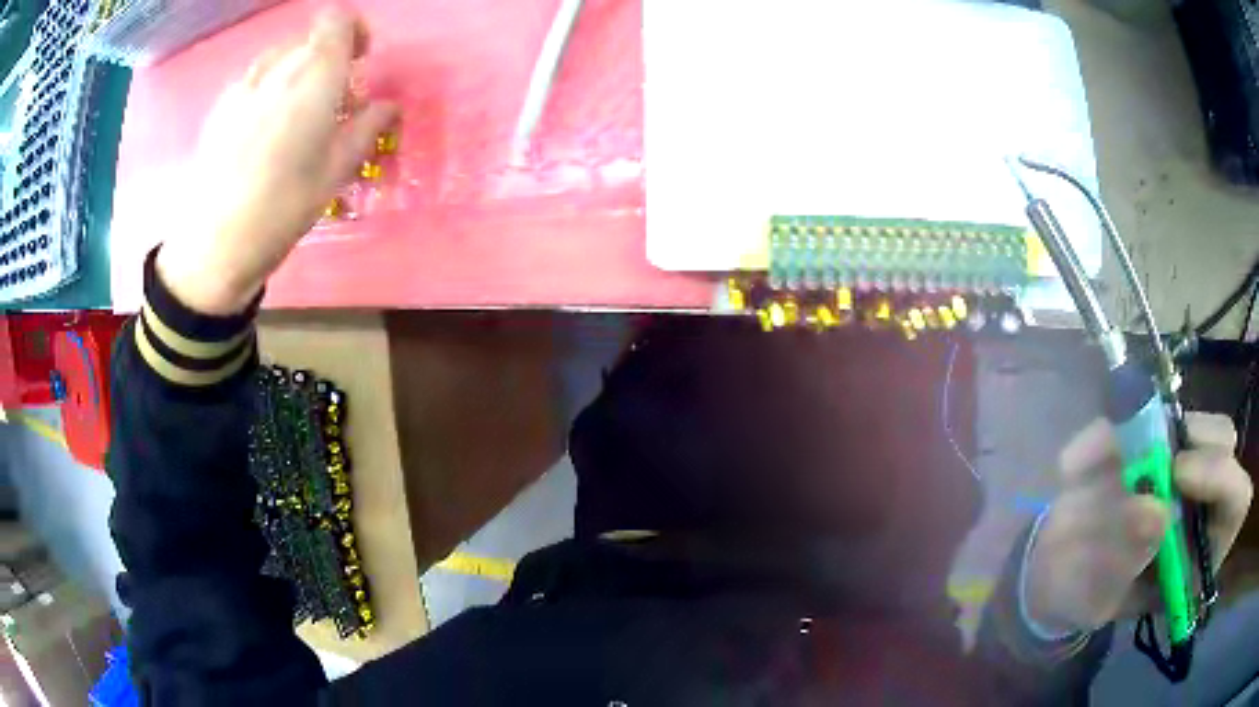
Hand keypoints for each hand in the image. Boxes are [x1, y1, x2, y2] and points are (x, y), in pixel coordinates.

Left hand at [156, 7, 397, 314]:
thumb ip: (367, 127)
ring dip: (295, 74)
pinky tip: (261, 133)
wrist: (214, 245)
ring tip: (294, 118)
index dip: (353, 31)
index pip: (337, 20)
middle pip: (309, 40)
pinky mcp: (219, 108)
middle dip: (326, 60)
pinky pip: (252, 81)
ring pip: (279, 58)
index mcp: (315, 75)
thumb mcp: (337, 171)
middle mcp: (278, 68)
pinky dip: (267, 91)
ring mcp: (243, 86)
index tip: (359, 61)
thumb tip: (388, 105)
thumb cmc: (283, 207)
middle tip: (331, 101)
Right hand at [1025, 412, 1252, 634]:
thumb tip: (1155, 510)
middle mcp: (1203, 504)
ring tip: (1098, 464)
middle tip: (1150, 449)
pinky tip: (1077, 464)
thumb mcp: (1094, 597)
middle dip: (1195, 438)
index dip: (1218, 476)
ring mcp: (1181, 468)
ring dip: (1148, 430)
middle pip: (1224, 444)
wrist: (1054, 574)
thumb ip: (1122, 564)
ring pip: (1189, 423)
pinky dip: (1113, 431)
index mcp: (1200, 555)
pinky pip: (1145, 416)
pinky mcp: (1154, 444)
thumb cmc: (1080, 598)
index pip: (1236, 501)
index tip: (1176, 474)